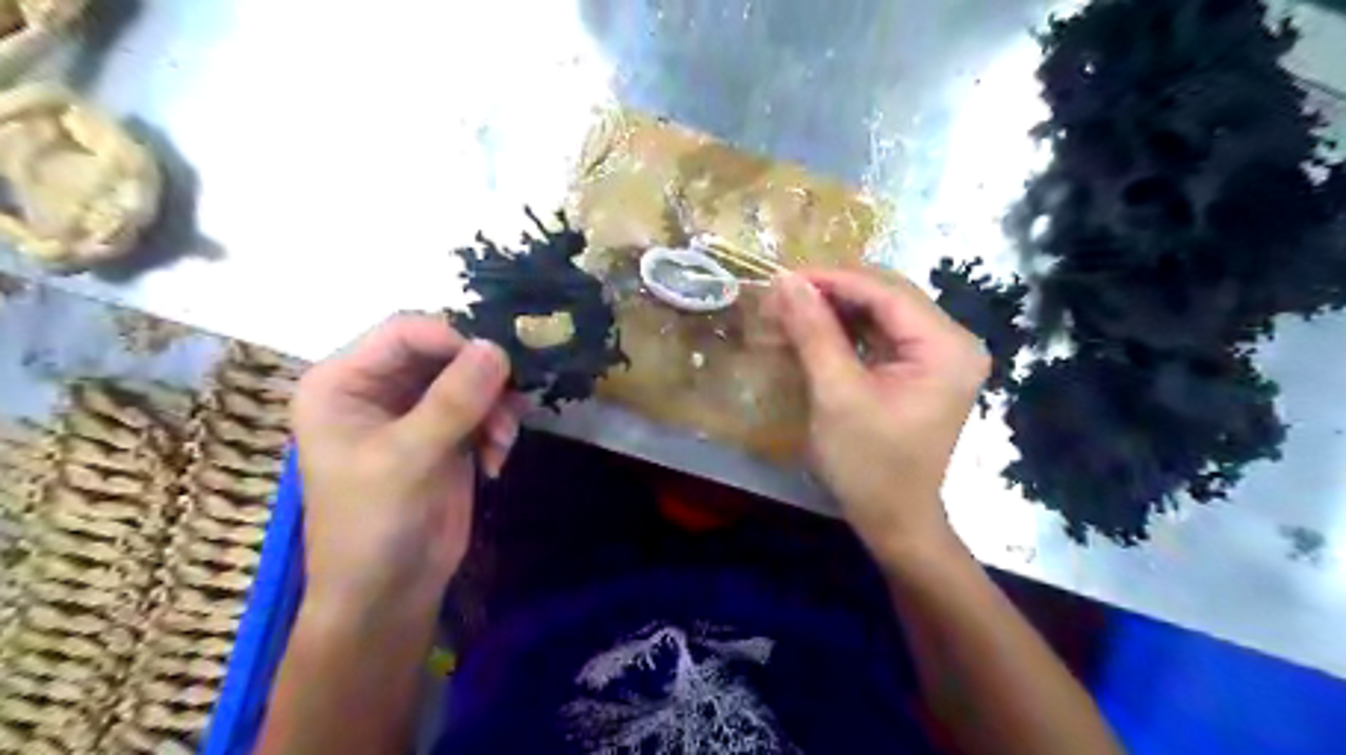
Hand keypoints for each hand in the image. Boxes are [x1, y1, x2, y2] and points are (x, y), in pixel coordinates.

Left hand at [292, 311, 521, 611]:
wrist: (390, 594)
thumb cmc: (374, 526)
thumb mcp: (408, 459)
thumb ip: (452, 401)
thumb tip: (497, 347)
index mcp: (343, 383)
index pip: (405, 333)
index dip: (454, 340)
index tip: (498, 366)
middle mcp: (377, 388)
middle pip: (443, 352)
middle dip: (482, 379)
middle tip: (510, 405)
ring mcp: (415, 411)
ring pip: (471, 379)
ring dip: (495, 406)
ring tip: (502, 441)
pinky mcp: (446, 434)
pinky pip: (483, 407)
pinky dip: (498, 427)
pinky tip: (496, 459)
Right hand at [767, 268, 985, 558]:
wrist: (894, 520)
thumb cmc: (869, 464)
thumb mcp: (837, 395)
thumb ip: (814, 332)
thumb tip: (786, 281)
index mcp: (946, 346)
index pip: (886, 292)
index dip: (832, 279)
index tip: (783, 277)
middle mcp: (952, 341)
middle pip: (886, 296)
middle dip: (832, 293)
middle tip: (781, 295)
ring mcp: (938, 355)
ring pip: (880, 313)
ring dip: (834, 310)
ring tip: (790, 309)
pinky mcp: (920, 369)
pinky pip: (880, 335)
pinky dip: (844, 330)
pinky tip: (813, 329)